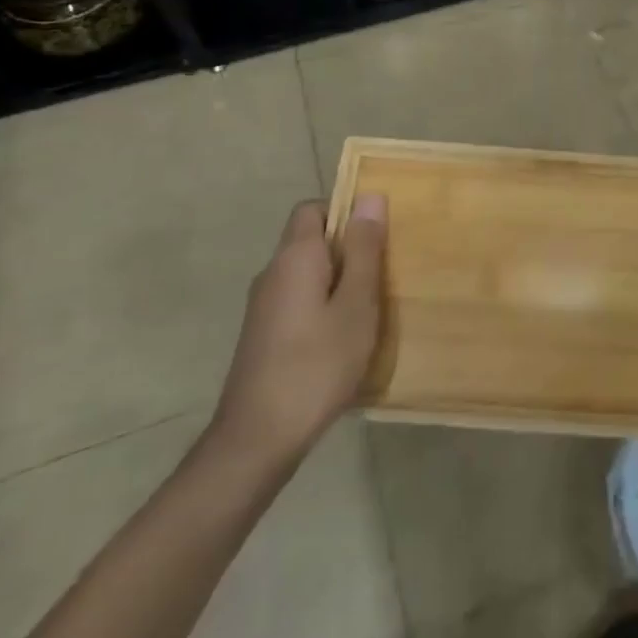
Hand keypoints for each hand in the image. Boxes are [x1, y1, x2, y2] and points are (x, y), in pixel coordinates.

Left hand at [205, 195, 385, 481]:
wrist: (256, 441)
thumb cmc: (316, 365)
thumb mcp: (356, 304)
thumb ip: (364, 249)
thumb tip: (369, 196)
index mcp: (294, 257)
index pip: (313, 207)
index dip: (345, 212)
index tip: (375, 237)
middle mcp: (273, 272)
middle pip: (311, 239)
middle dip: (348, 249)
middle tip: (381, 275)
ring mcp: (263, 306)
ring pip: (307, 272)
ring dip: (338, 280)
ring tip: (368, 309)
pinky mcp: (263, 334)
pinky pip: (298, 299)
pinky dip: (322, 305)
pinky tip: (342, 338)